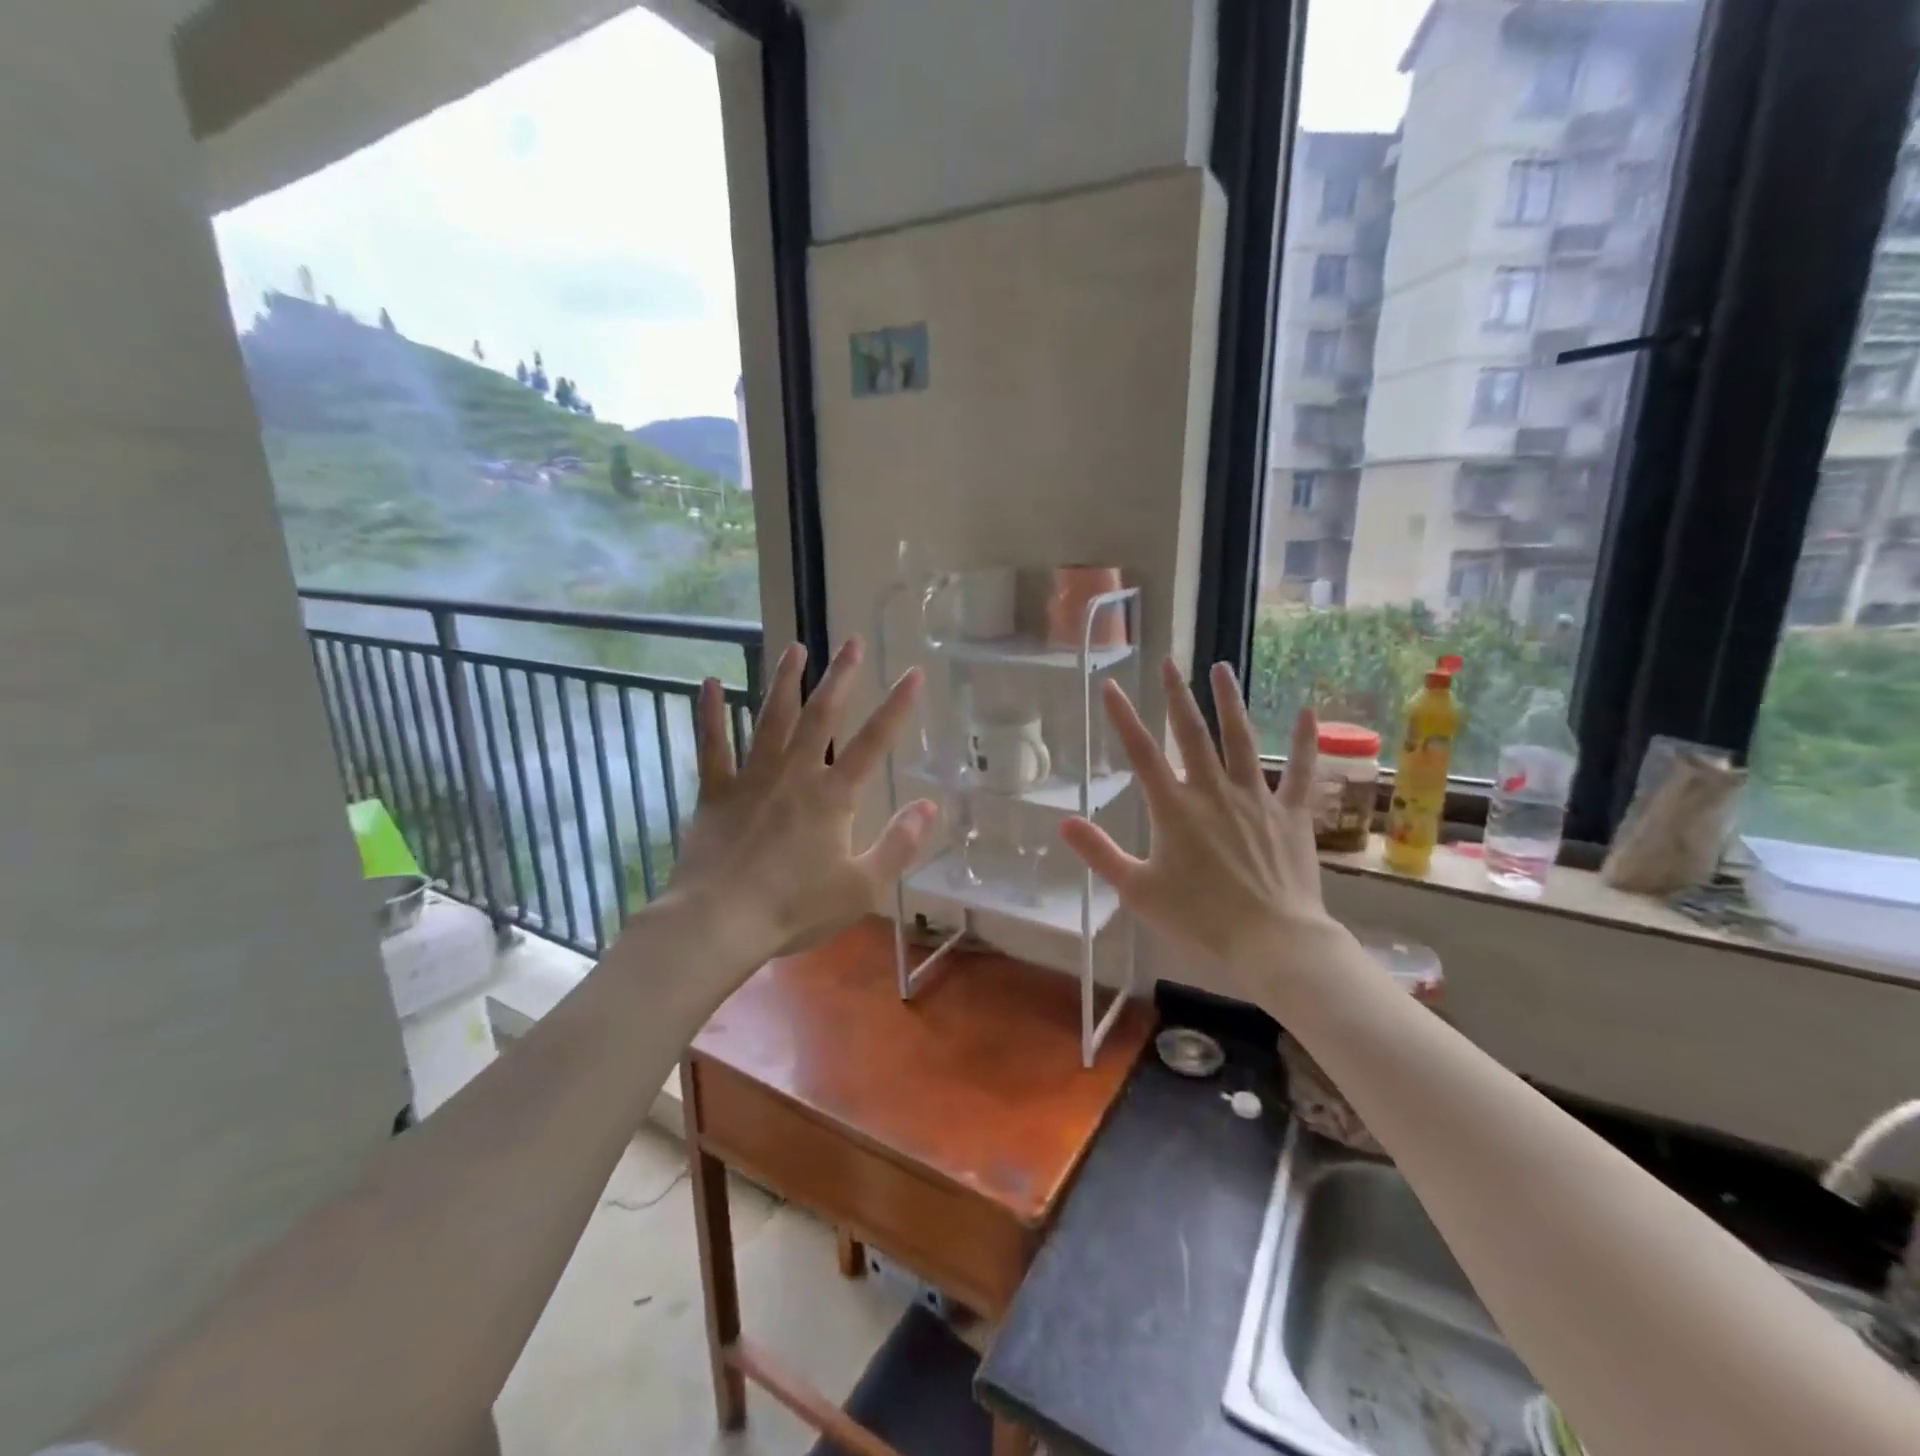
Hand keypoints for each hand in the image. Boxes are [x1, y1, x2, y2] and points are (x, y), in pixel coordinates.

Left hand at [668, 637, 936, 970]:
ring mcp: (752, 777)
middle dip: (840, 677)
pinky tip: (709, 683)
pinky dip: (710, 713)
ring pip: (771, 718)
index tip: (913, 673)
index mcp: (833, 796)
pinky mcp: (716, 791)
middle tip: (851, 641)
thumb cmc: (795, 908)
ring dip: (784, 681)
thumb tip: (929, 805)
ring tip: (794, 647)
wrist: (720, 921)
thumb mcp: (862, 886)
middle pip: (821, 716)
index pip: (873, 742)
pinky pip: (713, 744)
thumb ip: (898, 845)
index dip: (897, 706)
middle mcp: (795, 774)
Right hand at [1059, 659, 1343, 981]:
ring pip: (1241, 740)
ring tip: (1221, 668)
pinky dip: (1305, 740)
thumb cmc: (1199, 918)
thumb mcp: (1137, 890)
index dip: (1124, 718)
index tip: (1111, 686)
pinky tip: (1306, 710)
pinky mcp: (1292, 814)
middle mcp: (1213, 792)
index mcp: (1174, 809)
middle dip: (1177, 696)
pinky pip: (1302, 771)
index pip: (1142, 753)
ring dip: (1229, 702)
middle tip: (1169, 664)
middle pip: (1191, 734)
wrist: (1272, 940)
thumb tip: (1063, 822)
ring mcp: (1256, 799)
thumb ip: (1100, 853)